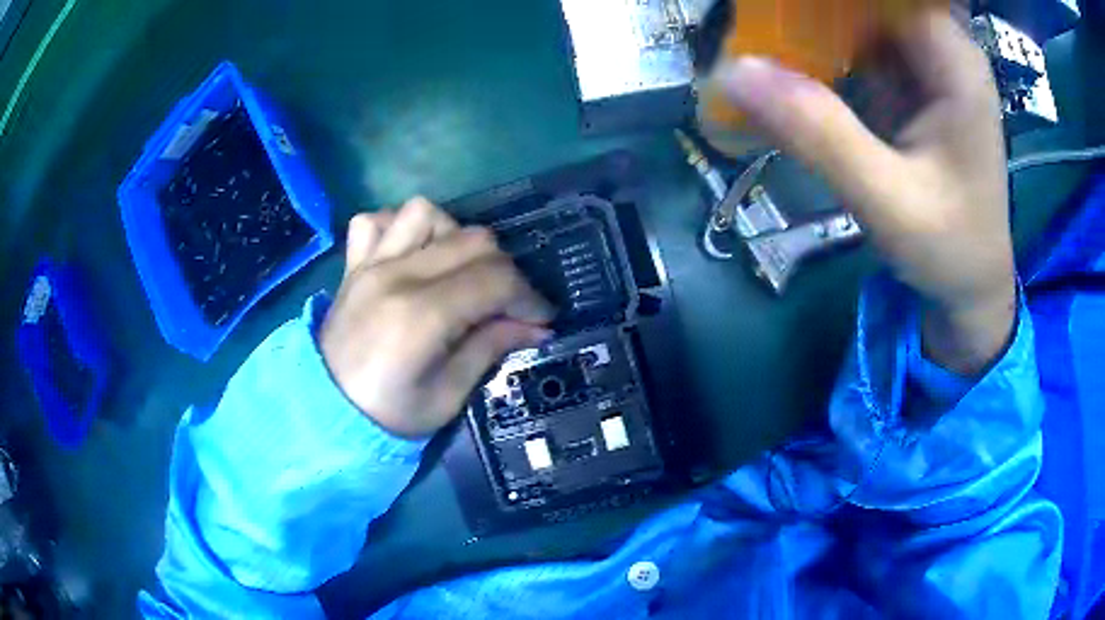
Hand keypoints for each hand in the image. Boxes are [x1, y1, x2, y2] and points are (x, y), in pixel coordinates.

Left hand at [319, 198, 554, 437]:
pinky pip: (375, 220)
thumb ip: (490, 349)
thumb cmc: (388, 414)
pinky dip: (399, 228)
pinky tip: (410, 255)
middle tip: (507, 304)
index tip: (541, 319)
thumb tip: (535, 326)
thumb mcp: (447, 397)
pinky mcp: (353, 263)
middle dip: (505, 270)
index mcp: (421, 316)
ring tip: (458, 270)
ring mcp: (369, 263)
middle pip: (472, 240)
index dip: (529, 297)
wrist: (324, 411)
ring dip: (453, 236)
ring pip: (425, 212)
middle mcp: (396, 276)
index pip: (495, 280)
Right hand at [714, 10, 1014, 374]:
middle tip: (753, 21)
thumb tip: (732, 72)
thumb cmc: (950, 251)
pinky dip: (819, 47)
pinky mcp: (908, 82)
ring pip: (857, 14)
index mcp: (953, 61)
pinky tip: (787, 61)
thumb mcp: (889, 203)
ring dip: (808, 21)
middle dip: (810, 8)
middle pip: (869, 1)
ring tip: (758, 33)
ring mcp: (923, 63)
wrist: (973, 287)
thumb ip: (822, 136)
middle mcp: (941, 47)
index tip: (770, 6)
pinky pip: (856, 43)